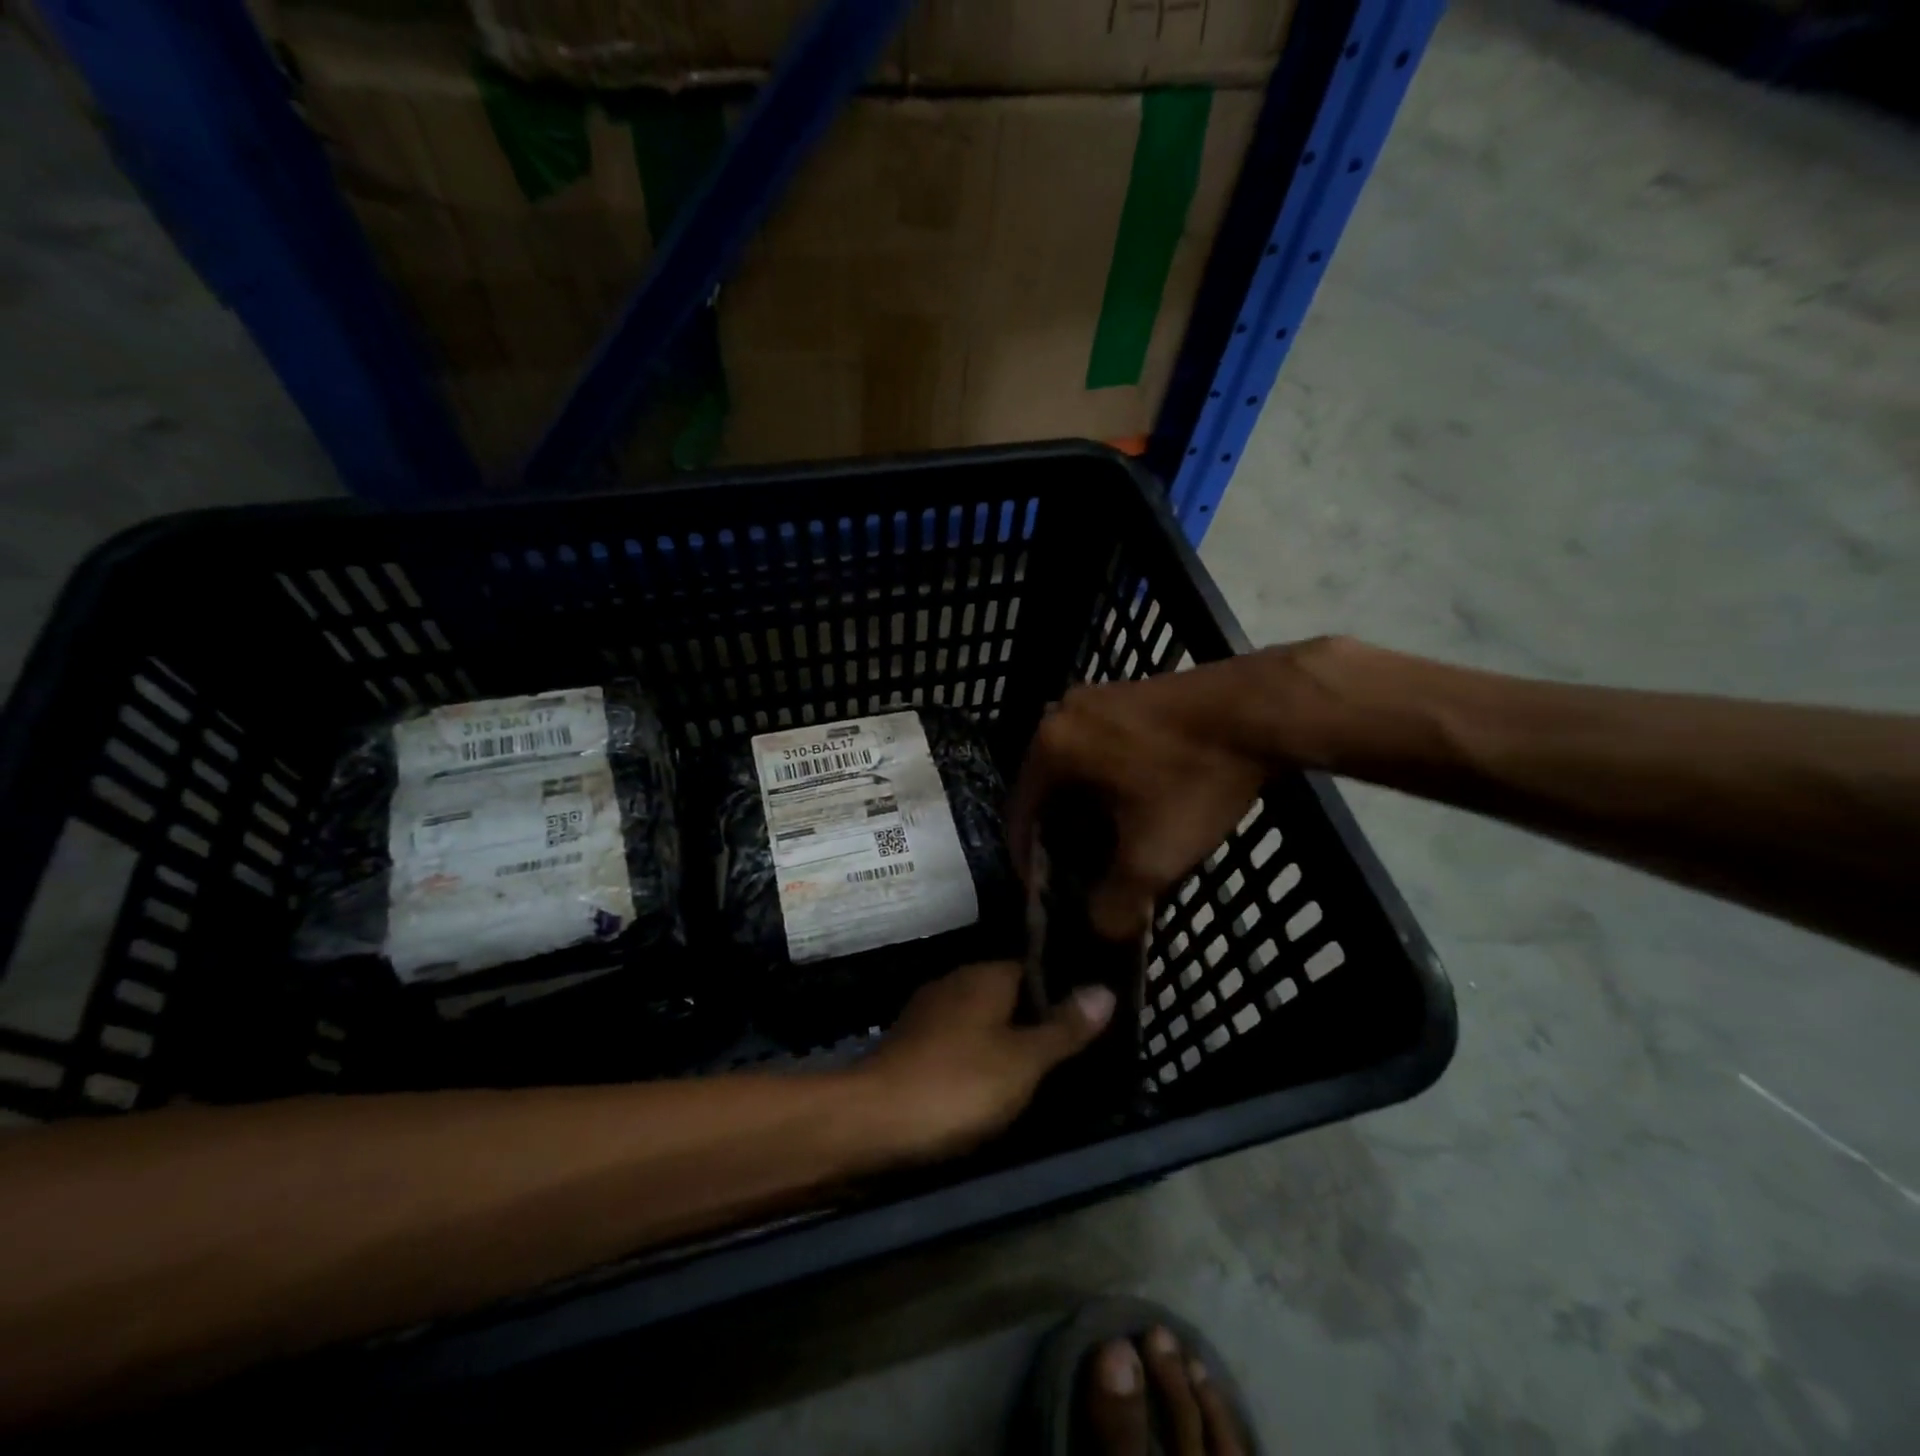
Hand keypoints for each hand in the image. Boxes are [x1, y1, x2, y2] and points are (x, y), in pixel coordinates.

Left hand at [856, 961, 1115, 1161]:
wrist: (873, 1120)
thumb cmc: (958, 1084)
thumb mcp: (1023, 1060)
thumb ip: (1064, 1027)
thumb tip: (1105, 988)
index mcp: (985, 976)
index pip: (1034, 968)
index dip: (1062, 989)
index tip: (1089, 1015)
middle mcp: (956, 982)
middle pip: (1008, 993)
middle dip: (1035, 1017)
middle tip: (1074, 1049)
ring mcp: (929, 1012)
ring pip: (982, 1018)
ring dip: (1006, 1039)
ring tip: (1041, 1070)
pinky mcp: (912, 1043)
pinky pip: (959, 1041)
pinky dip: (978, 1056)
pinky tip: (993, 1084)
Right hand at [1008, 650, 1297, 941]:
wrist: (1260, 708)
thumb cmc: (1192, 778)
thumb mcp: (1153, 855)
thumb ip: (1117, 903)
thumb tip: (1101, 927)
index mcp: (1050, 746)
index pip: (1020, 813)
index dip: (1028, 859)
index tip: (1045, 891)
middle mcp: (1061, 714)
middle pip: (1048, 789)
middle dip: (1062, 834)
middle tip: (1083, 870)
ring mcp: (1097, 697)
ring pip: (1078, 767)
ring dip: (1088, 808)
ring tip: (1113, 842)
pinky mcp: (1129, 692)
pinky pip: (1102, 746)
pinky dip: (1110, 780)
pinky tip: (1139, 802)